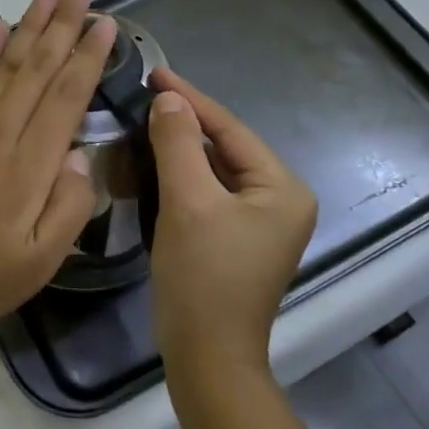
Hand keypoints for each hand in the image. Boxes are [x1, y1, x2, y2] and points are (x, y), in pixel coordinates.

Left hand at [0, 0, 116, 347]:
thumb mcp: (38, 262)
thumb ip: (69, 206)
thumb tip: (82, 155)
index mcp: (29, 163)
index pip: (67, 94)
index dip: (88, 55)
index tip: (106, 23)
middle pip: (37, 65)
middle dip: (63, 23)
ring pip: (4, 62)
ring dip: (28, 24)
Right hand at [145, 67, 318, 378]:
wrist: (206, 356)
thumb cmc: (203, 276)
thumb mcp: (187, 201)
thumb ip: (177, 143)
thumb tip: (168, 99)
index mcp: (283, 188)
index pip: (230, 129)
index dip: (190, 98)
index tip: (155, 72)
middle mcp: (281, 199)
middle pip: (225, 147)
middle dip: (185, 121)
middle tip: (146, 93)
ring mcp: (261, 222)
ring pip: (215, 168)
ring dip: (181, 146)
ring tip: (146, 118)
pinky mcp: (238, 238)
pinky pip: (210, 191)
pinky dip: (183, 174)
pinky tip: (156, 160)